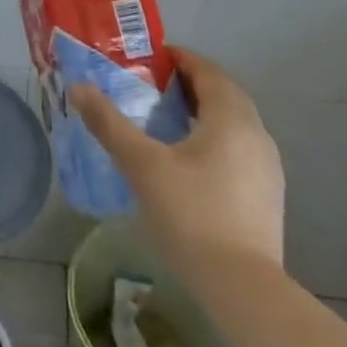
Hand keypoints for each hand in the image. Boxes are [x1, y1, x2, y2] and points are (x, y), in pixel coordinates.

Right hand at [71, 45, 283, 271]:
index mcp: (231, 119)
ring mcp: (267, 167)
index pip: (209, 72)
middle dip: (190, 85)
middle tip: (152, 87)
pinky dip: (214, 139)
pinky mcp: (267, 195)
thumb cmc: (191, 215)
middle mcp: (257, 134)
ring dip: (204, 113)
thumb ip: (109, 124)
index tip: (152, 58)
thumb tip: (78, 87)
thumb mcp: (142, 165)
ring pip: (234, 124)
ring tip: (166, 121)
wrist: (242, 287)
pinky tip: (190, 162)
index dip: (181, 59)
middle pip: (224, 95)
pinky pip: (239, 149)